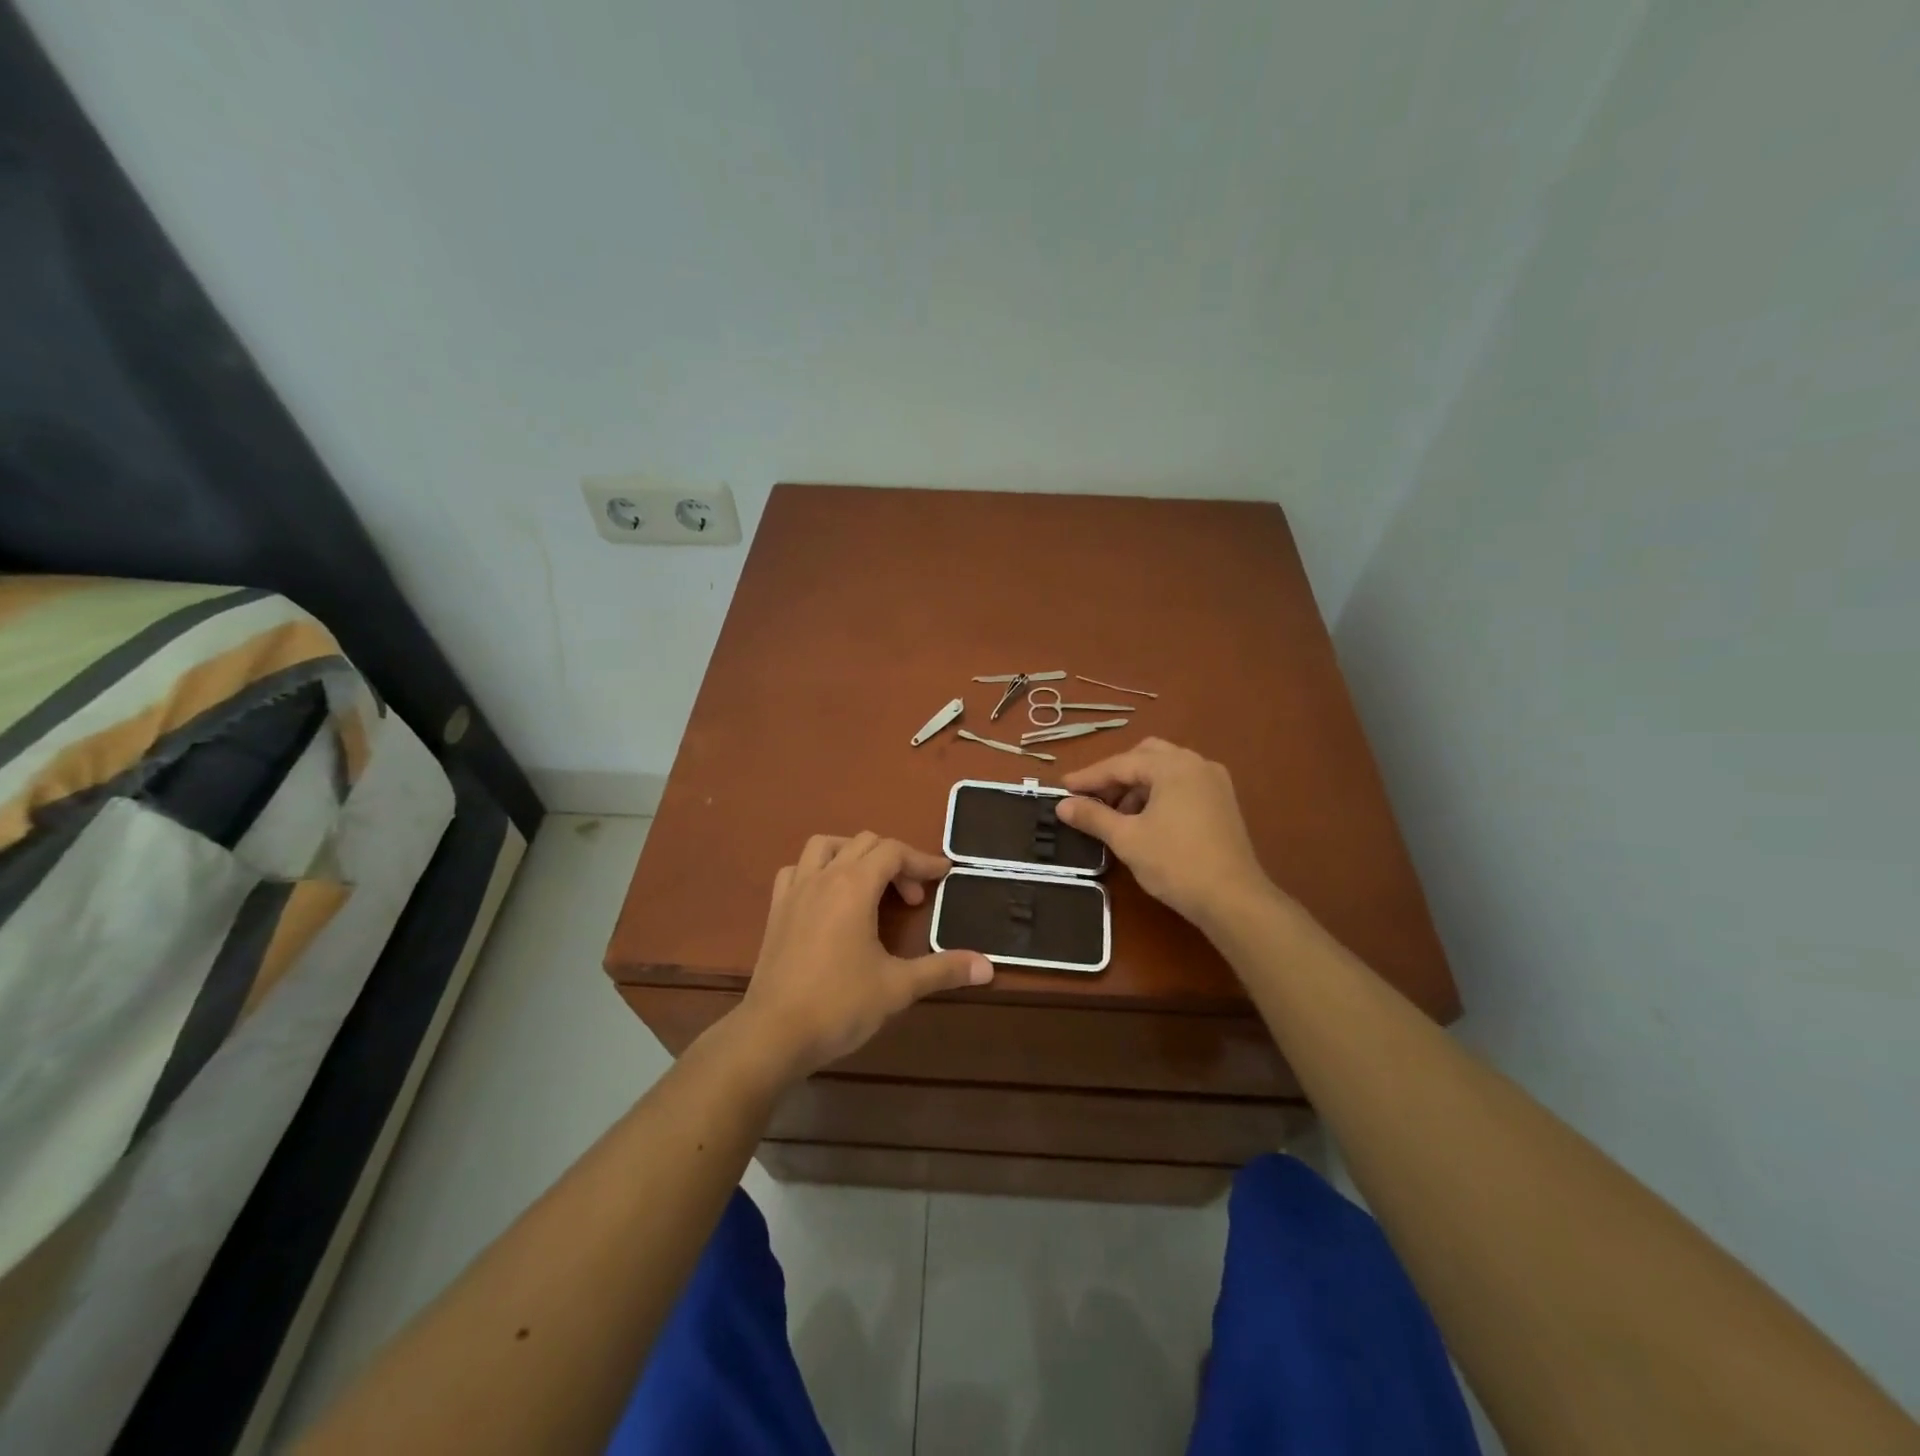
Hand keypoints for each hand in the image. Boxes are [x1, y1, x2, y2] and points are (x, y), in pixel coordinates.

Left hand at [731, 833, 993, 1083]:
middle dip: (896, 861)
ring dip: (854, 854)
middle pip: (864, 843)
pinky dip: (818, 870)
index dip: (922, 860)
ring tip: (871, 884)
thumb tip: (988, 967)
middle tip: (914, 898)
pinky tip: (828, 897)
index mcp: (853, 886)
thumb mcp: (898, 987)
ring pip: (825, 846)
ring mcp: (794, 891)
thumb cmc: (839, 1005)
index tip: (945, 875)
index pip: (893, 852)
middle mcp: (823, 877)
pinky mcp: (776, 910)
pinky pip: (797, 870)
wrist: (773, 1034)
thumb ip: (943, 970)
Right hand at [1057, 739, 1274, 925]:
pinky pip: (1182, 784)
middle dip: (1116, 775)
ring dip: (1138, 785)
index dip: (1089, 777)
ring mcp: (1214, 782)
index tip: (1063, 788)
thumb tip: (1062, 806)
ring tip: (1118, 815)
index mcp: (1173, 766)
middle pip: (1146, 756)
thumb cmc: (1175, 863)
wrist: (1233, 899)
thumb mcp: (1127, 838)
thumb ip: (1093, 816)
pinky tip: (1146, 820)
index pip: (1121, 763)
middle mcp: (1197, 764)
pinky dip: (1159, 793)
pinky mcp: (1223, 802)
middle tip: (1093, 798)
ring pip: (1165, 770)